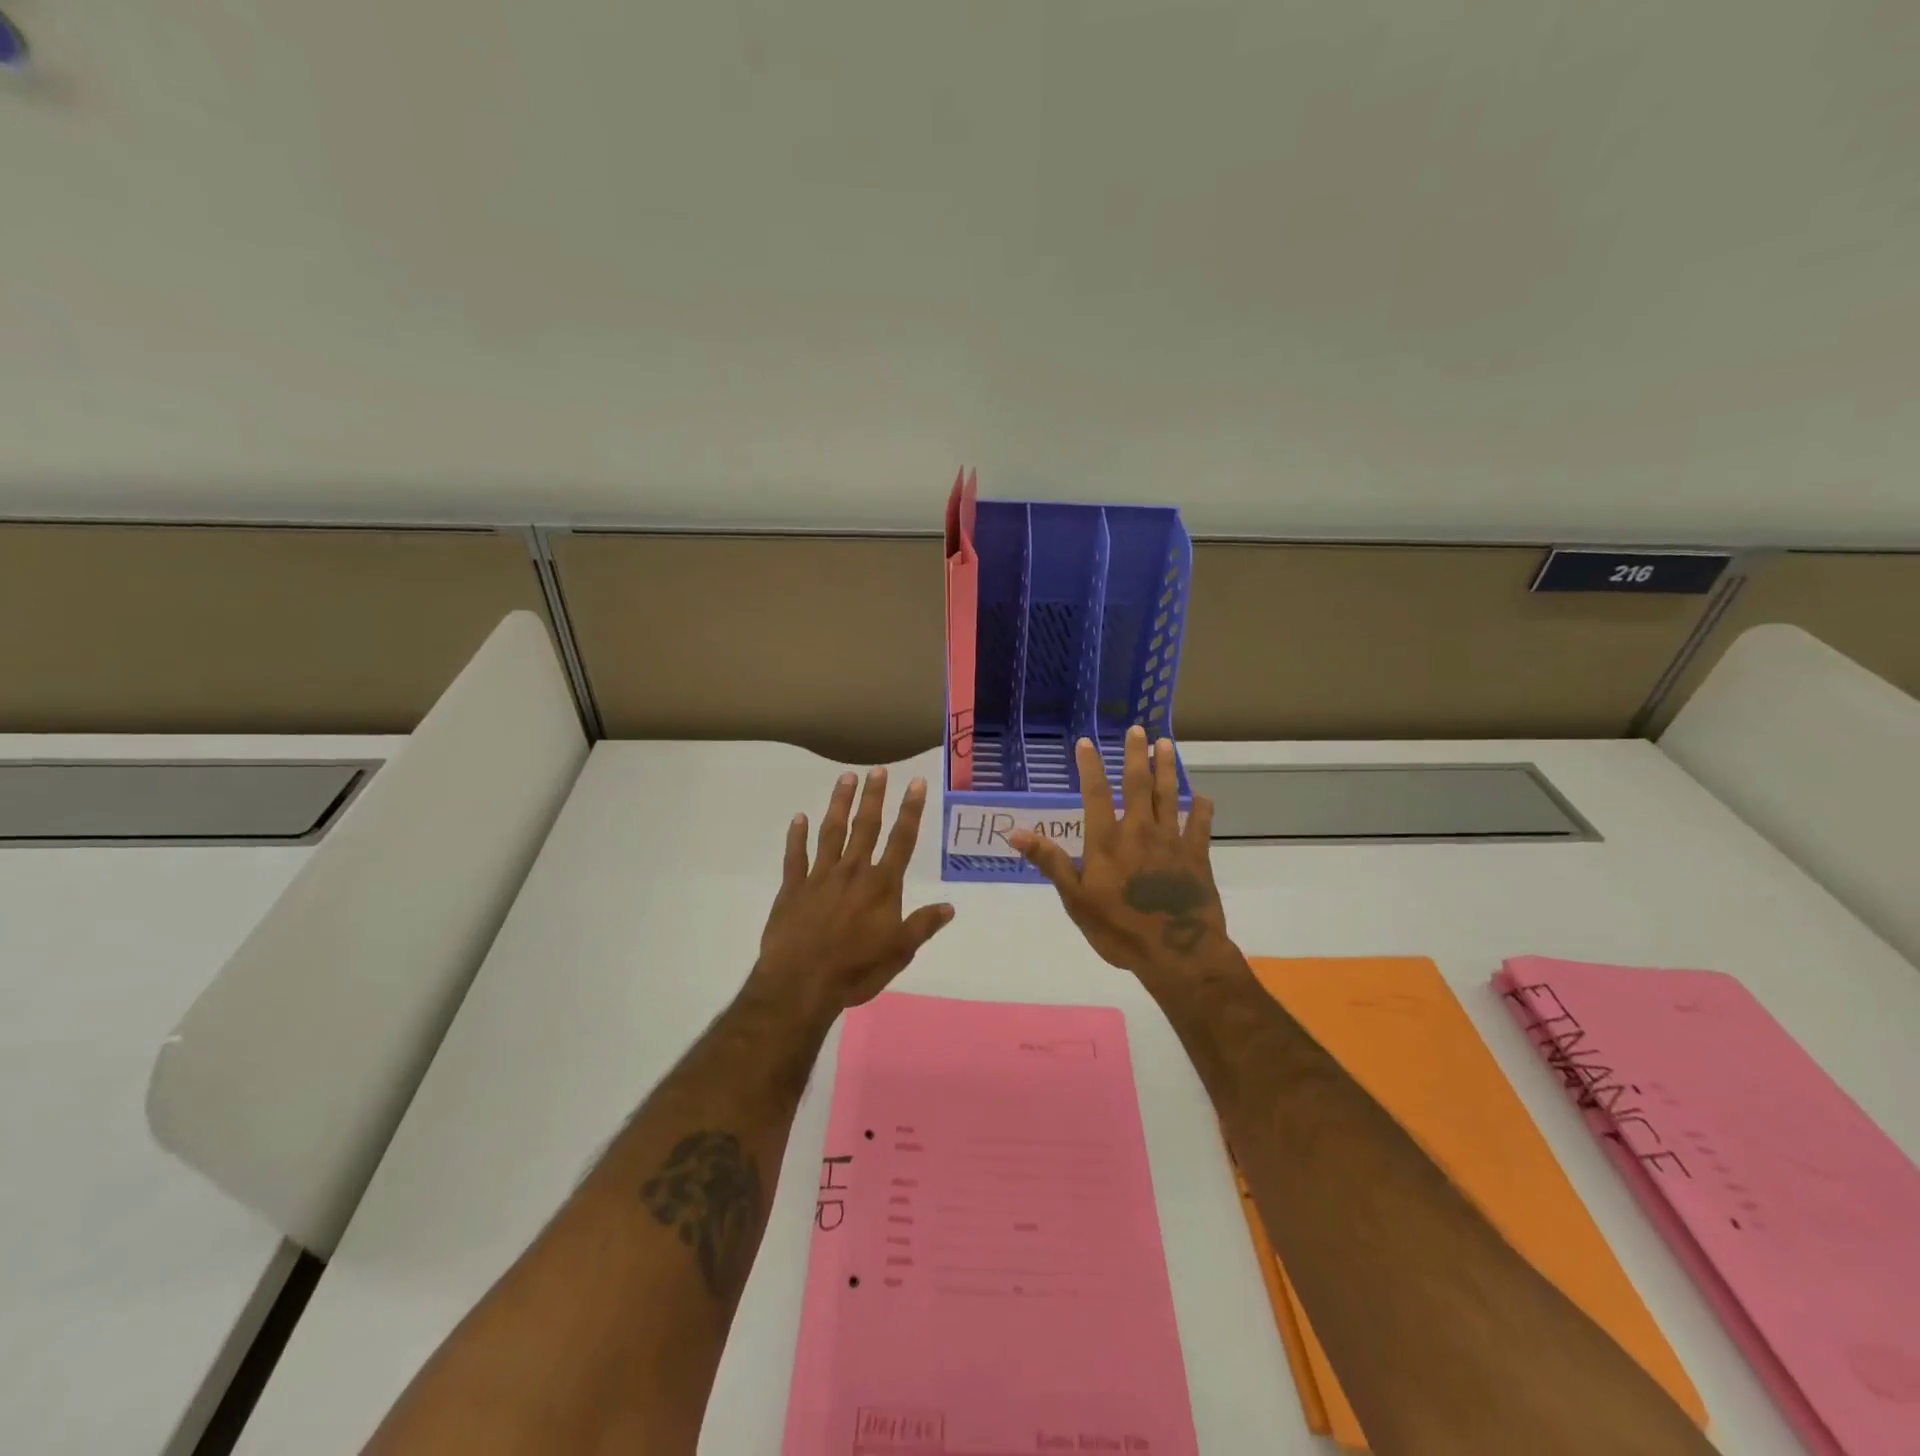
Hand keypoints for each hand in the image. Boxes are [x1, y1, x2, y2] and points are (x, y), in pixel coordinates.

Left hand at [754, 766, 955, 1016]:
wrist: (801, 984)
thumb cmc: (856, 970)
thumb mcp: (900, 952)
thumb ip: (923, 925)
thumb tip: (949, 906)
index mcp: (882, 885)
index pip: (902, 840)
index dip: (911, 810)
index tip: (916, 783)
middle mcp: (853, 872)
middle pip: (866, 826)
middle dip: (874, 796)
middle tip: (877, 770)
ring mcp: (820, 877)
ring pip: (831, 832)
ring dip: (839, 804)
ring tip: (845, 778)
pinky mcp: (793, 888)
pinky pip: (795, 856)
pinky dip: (796, 836)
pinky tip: (798, 818)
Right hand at [1009, 726, 1228, 980]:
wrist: (1176, 953)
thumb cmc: (1119, 929)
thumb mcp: (1075, 899)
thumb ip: (1050, 862)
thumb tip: (1015, 832)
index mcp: (1107, 840)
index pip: (1096, 793)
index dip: (1090, 766)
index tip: (1087, 742)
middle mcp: (1140, 831)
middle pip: (1138, 784)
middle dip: (1136, 755)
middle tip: (1138, 729)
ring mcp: (1171, 841)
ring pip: (1170, 796)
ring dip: (1167, 768)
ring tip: (1166, 744)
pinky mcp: (1197, 856)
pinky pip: (1200, 826)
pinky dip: (1202, 809)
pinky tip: (1203, 796)